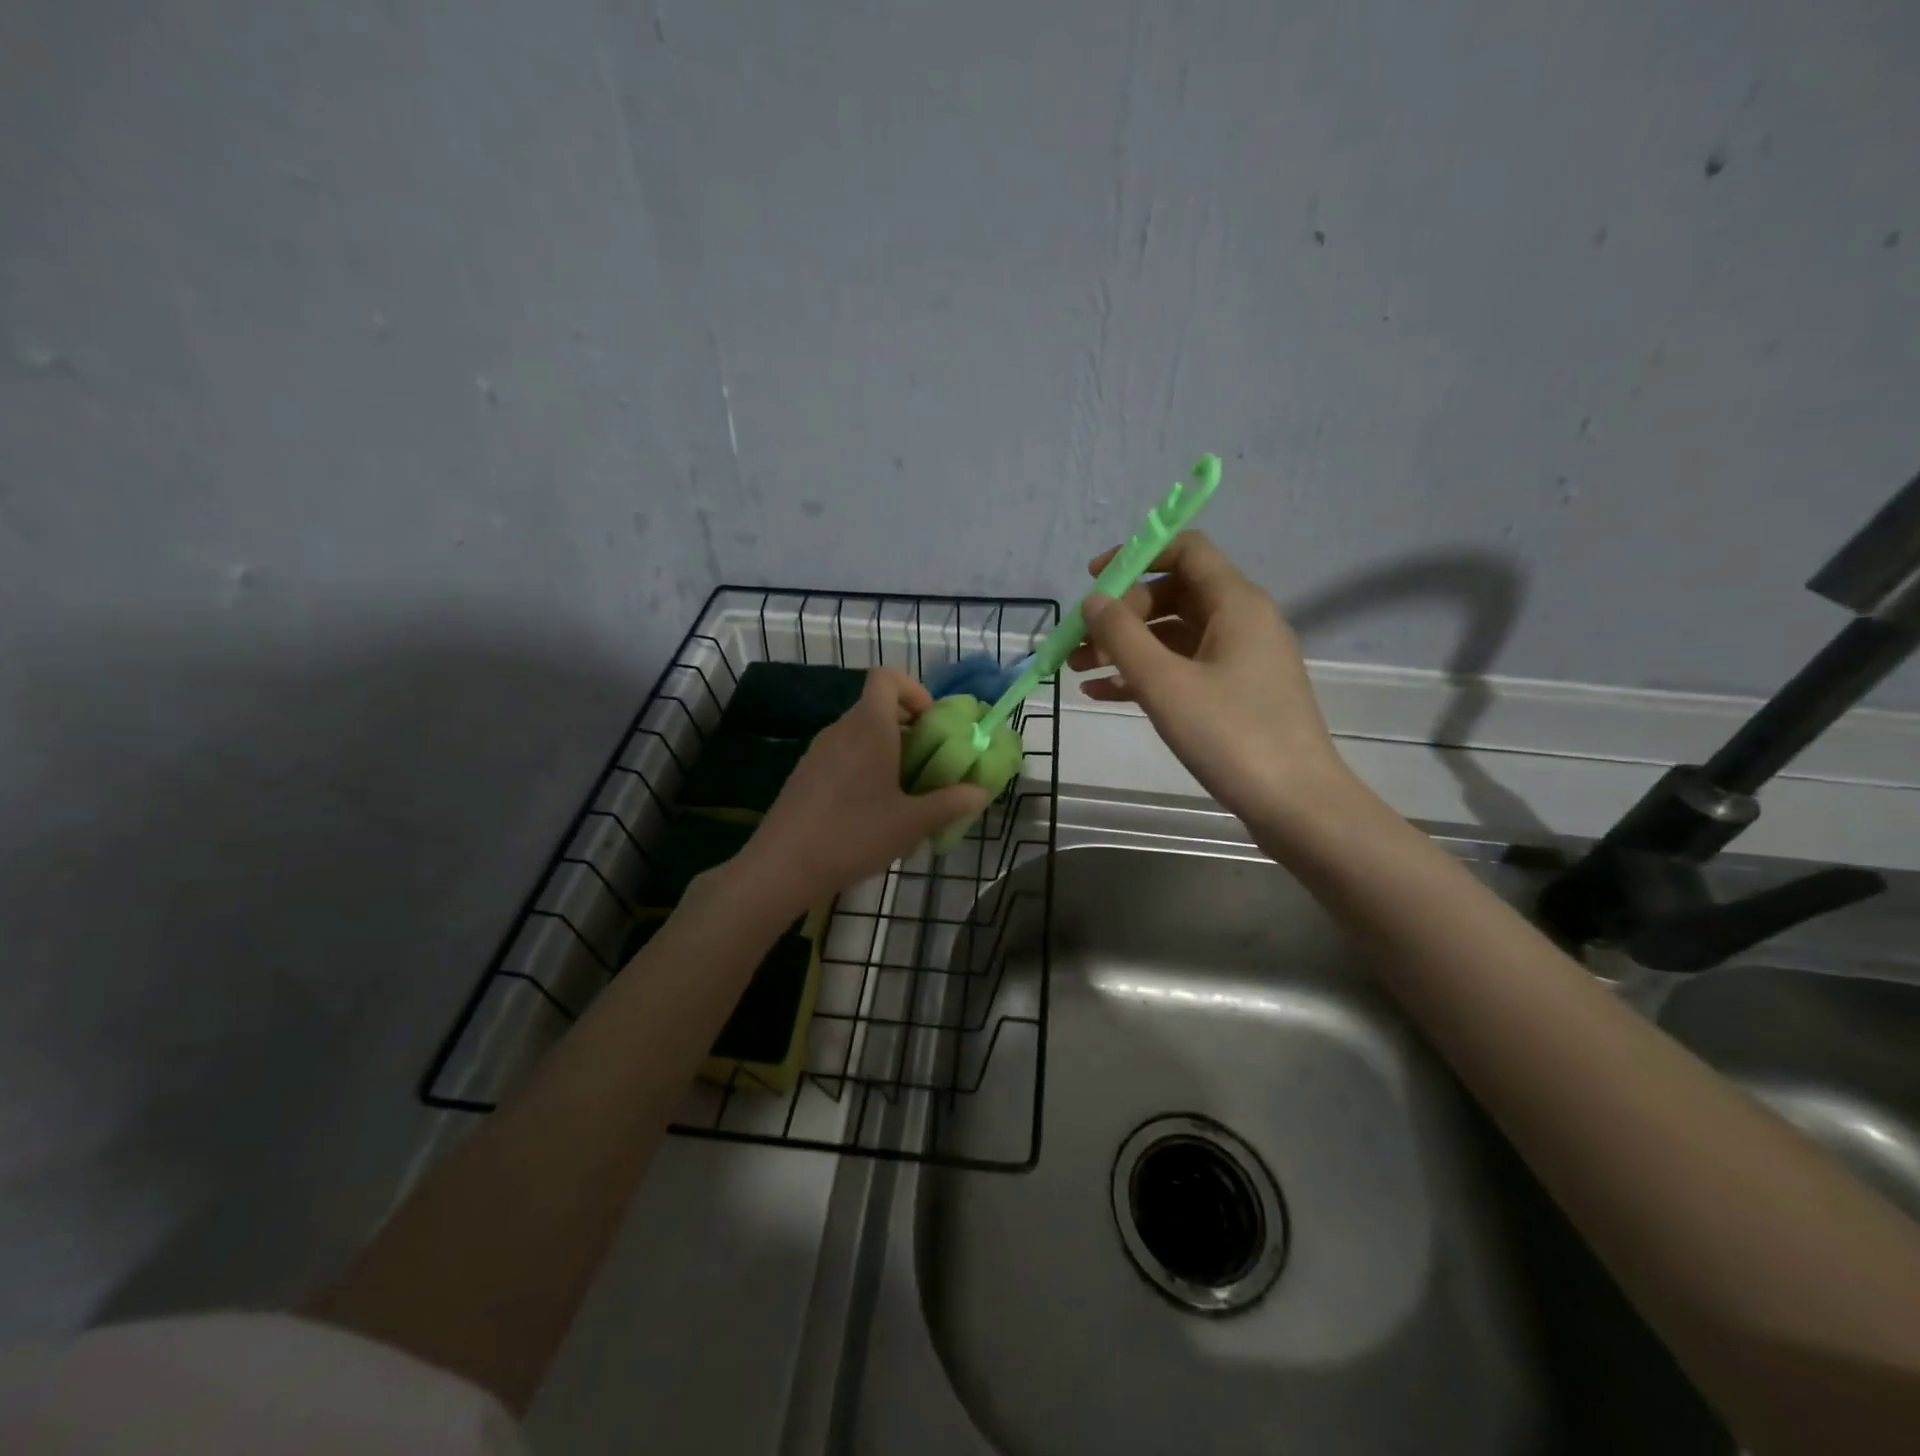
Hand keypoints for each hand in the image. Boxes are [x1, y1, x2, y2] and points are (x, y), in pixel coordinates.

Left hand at [737, 668, 989, 910]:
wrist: (782, 866)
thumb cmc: (854, 835)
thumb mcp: (912, 823)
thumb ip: (950, 804)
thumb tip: (980, 793)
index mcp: (869, 727)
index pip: (886, 677)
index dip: (913, 690)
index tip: (931, 723)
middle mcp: (841, 729)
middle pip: (876, 707)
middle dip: (907, 727)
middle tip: (928, 763)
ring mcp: (817, 751)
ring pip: (859, 733)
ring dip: (886, 750)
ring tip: (903, 792)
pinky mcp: (804, 774)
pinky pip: (842, 755)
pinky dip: (863, 766)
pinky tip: (870, 810)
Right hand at [1069, 530, 1355, 824]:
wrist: (1296, 805)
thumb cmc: (1231, 736)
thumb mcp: (1165, 684)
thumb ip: (1123, 636)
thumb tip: (1093, 601)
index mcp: (1236, 603)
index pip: (1186, 550)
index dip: (1137, 555)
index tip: (1092, 581)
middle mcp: (1242, 621)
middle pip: (1173, 594)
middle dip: (1121, 613)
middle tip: (1080, 643)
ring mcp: (1240, 660)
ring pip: (1173, 636)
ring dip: (1125, 647)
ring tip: (1077, 670)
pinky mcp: (1235, 695)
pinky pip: (1182, 669)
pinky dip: (1144, 675)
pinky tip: (1103, 693)